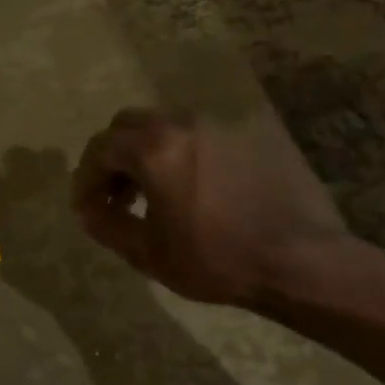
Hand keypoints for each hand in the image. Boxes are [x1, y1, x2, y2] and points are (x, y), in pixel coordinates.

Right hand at [73, 108, 369, 308]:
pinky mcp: (249, 136)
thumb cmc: (215, 259)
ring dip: (147, 152)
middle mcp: (183, 125)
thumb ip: (106, 224)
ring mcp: (219, 126)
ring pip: (166, 126)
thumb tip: (86, 209)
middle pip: (129, 125)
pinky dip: (181, 154)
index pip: (100, 148)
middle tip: (116, 196)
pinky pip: (199, 137)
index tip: (86, 207)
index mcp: (154, 149)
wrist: (300, 260)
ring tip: (155, 194)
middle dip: (114, 156)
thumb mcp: (148, 252)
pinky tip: (194, 190)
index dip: (85, 177)